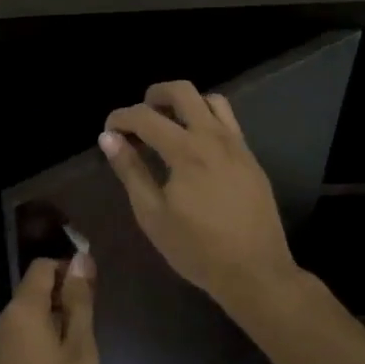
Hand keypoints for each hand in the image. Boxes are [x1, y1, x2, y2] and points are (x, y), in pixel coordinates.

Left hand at [0, 254, 98, 363]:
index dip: (69, 270)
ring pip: (29, 316)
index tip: (94, 292)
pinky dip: (41, 341)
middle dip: (64, 300)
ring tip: (80, 353)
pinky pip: (21, 337)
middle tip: (92, 330)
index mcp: (20, 309)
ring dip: (55, 323)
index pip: (42, 268)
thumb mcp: (80, 350)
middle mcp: (1, 319)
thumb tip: (81, 259)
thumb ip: (79, 302)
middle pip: (34, 291)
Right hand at [101, 81, 299, 312]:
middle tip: (139, 117)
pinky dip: (206, 119)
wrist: (255, 272)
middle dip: (154, 95)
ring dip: (185, 103)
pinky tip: (195, 146)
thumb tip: (109, 138)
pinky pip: (228, 121)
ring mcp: (237, 145)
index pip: (145, 116)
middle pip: (182, 91)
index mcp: (186, 151)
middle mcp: (213, 137)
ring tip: (169, 125)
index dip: (121, 118)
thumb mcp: (152, 214)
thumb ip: (130, 171)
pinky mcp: (250, 157)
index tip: (109, 132)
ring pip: (211, 100)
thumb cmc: (197, 248)